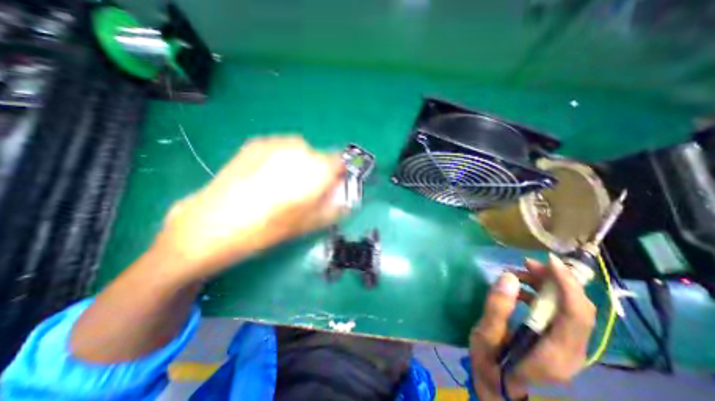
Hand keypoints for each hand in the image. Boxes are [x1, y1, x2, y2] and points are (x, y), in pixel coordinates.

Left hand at [156, 136, 344, 279]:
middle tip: (305, 191)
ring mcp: (275, 143)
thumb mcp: (307, 224)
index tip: (331, 187)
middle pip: (320, 156)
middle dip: (318, 171)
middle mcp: (298, 150)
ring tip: (283, 184)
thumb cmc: (265, 229)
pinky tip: (268, 176)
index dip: (338, 174)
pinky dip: (283, 159)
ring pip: (301, 151)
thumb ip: (332, 208)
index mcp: (314, 170)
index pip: (339, 161)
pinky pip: (282, 148)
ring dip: (300, 164)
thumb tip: (344, 199)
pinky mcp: (256, 143)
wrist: (211, 225)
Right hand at [471, 255, 599, 398]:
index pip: (575, 315)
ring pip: (571, 308)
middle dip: (556, 280)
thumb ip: (497, 308)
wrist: (498, 388)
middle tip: (526, 264)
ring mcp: (568, 348)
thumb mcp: (485, 336)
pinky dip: (544, 294)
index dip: (566, 285)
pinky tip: (521, 290)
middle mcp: (571, 352)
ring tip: (520, 273)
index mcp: (554, 353)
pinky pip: (560, 312)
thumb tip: (508, 277)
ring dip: (549, 285)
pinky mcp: (559, 341)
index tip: (548, 261)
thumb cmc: (489, 364)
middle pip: (578, 309)